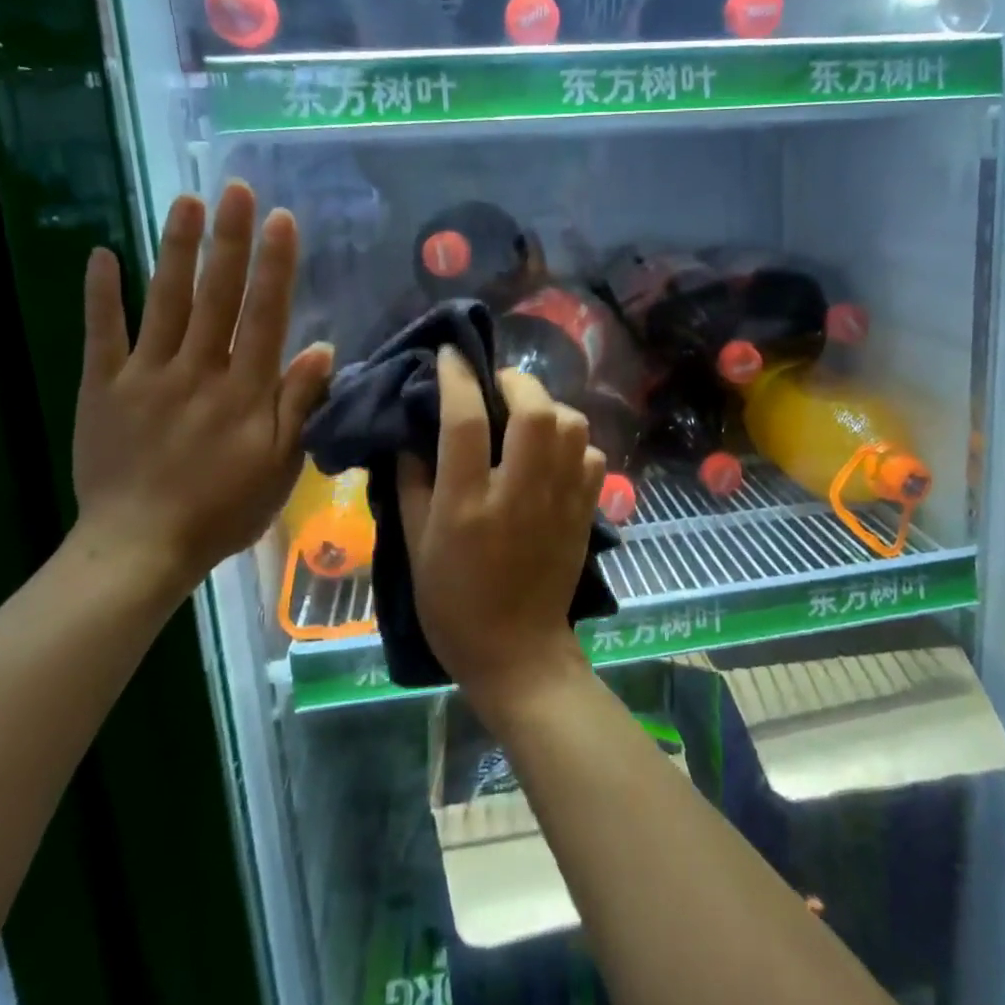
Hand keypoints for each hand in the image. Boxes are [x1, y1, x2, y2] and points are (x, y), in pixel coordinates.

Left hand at [74, 184, 332, 598]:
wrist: (137, 550)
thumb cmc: (222, 510)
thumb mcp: (280, 467)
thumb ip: (299, 405)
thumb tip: (321, 347)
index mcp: (244, 391)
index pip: (264, 315)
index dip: (275, 265)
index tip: (281, 220)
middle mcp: (197, 371)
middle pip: (216, 295)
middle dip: (229, 239)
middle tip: (234, 189)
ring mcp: (145, 376)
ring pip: (165, 302)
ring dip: (177, 249)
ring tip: (186, 201)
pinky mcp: (102, 389)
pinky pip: (101, 334)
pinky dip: (101, 294)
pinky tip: (102, 254)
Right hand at [398, 350, 605, 710]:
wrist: (517, 651)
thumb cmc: (453, 602)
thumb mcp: (415, 545)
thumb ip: (411, 482)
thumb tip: (413, 433)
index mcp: (467, 504)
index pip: (465, 421)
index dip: (457, 377)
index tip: (452, 353)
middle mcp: (519, 493)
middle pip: (534, 410)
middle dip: (517, 381)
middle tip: (498, 383)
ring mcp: (560, 502)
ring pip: (572, 426)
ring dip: (550, 407)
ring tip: (529, 414)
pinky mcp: (585, 512)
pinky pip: (592, 456)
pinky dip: (576, 443)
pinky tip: (556, 452)